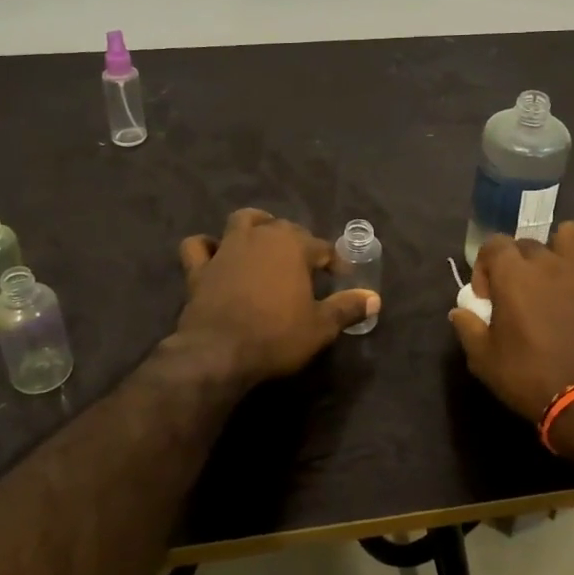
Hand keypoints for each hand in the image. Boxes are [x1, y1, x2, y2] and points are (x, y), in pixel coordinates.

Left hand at [176, 209, 379, 386]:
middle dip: (297, 240)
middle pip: (283, 227)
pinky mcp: (199, 268)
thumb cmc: (277, 336)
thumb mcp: (321, 327)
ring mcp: (226, 249)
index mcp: (293, 246)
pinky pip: (198, 246)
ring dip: (254, 225)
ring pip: (242, 221)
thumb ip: (347, 308)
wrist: (219, 353)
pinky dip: (206, 246)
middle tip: (305, 263)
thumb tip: (375, 298)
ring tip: (263, 238)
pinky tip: (214, 253)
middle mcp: (261, 237)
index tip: (340, 277)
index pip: (321, 246)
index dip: (333, 261)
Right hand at [448, 223, 573, 422]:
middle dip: (520, 263)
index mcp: (513, 275)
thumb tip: (460, 310)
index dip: (486, 266)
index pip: (494, 244)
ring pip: (573, 233)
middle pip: (530, 242)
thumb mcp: (484, 361)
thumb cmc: (530, 380)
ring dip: (563, 248)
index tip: (488, 296)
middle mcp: (549, 262)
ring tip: (561, 274)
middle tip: (522, 294)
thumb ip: (468, 328)